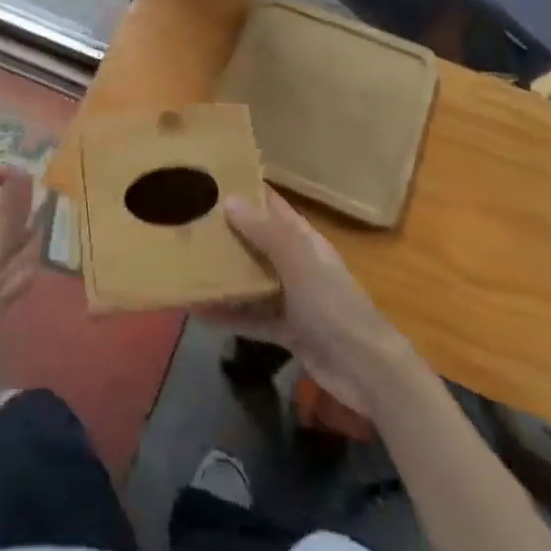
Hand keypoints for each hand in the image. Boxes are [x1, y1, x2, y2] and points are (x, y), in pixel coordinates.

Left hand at [0, 165, 38, 381]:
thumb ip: (7, 212)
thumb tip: (22, 167)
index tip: (19, 176)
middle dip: (16, 211)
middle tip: (47, 206)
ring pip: (3, 249)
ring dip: (22, 241)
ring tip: (48, 233)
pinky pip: (7, 280)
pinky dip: (20, 275)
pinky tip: (34, 273)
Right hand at [203, 187, 413, 417]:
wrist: (367, 371)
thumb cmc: (334, 306)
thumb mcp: (299, 263)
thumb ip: (265, 233)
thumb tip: (229, 198)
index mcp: (304, 240)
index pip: (271, 205)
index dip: (245, 190)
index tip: (208, 178)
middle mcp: (296, 263)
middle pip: (256, 240)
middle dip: (225, 231)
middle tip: (184, 219)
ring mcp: (291, 298)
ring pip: (251, 279)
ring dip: (223, 273)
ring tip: (184, 262)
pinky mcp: (286, 330)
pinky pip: (250, 316)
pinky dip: (227, 314)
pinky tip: (196, 311)